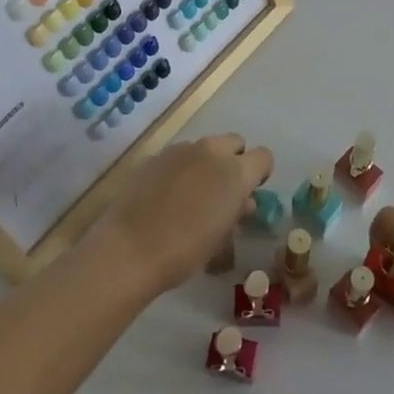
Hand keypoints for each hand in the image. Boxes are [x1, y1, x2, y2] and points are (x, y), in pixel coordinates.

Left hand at [90, 134, 271, 294]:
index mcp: (236, 171)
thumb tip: (242, 202)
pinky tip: (167, 195)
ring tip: (192, 195)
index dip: (259, 173)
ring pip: (205, 147)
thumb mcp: (222, 238)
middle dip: (234, 161)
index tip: (249, 193)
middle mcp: (212, 151)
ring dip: (207, 164)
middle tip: (223, 191)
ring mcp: (181, 150)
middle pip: (235, 143)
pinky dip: (182, 169)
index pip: (263, 157)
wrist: (130, 248)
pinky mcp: (156, 155)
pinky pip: (180, 156)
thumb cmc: (186, 250)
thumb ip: (237, 211)